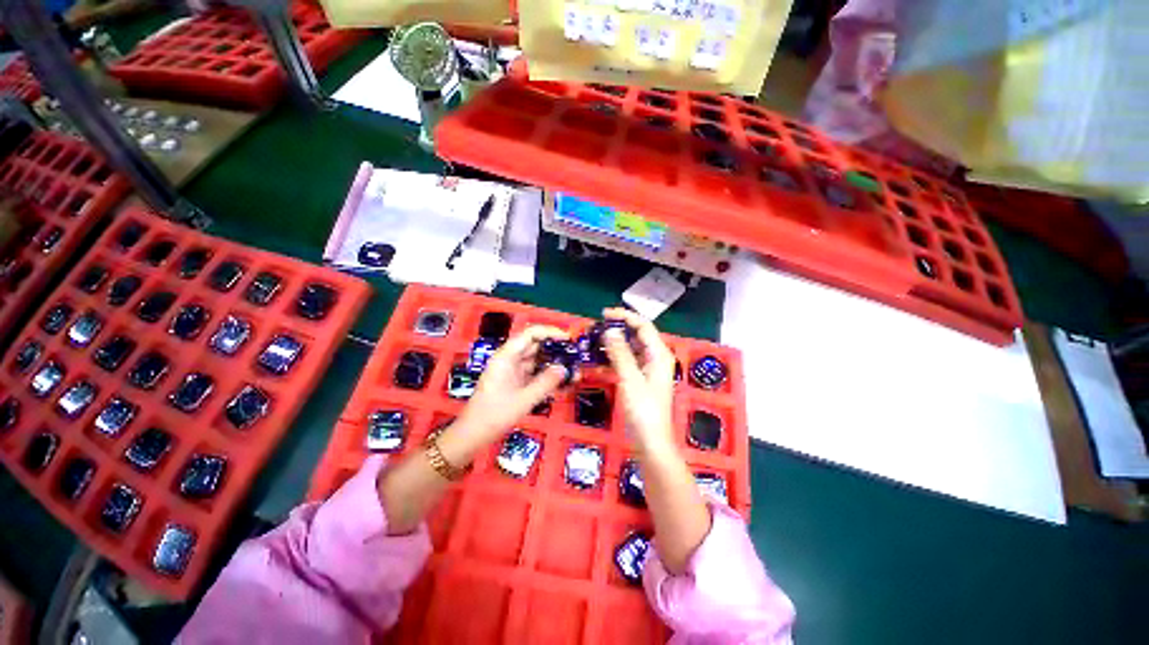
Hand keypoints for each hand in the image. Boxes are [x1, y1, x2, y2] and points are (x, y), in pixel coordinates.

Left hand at [456, 325, 568, 441]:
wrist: (474, 434)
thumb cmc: (495, 414)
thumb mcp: (524, 399)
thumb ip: (546, 382)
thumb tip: (564, 369)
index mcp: (507, 356)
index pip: (531, 334)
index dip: (550, 333)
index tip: (569, 340)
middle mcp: (510, 359)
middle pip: (536, 346)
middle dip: (556, 350)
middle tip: (576, 358)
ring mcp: (513, 370)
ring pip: (537, 360)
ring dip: (554, 365)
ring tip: (574, 372)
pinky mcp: (516, 382)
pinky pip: (535, 373)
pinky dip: (548, 376)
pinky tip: (563, 383)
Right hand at [601, 308, 676, 455]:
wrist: (651, 442)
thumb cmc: (644, 411)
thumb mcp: (630, 379)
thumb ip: (620, 353)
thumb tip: (610, 330)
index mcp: (659, 354)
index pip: (643, 326)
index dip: (625, 316)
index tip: (603, 314)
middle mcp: (656, 358)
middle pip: (637, 335)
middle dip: (618, 329)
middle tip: (596, 328)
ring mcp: (649, 369)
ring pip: (631, 348)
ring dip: (615, 344)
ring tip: (595, 342)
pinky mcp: (641, 380)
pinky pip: (627, 362)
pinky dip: (615, 359)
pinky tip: (600, 361)